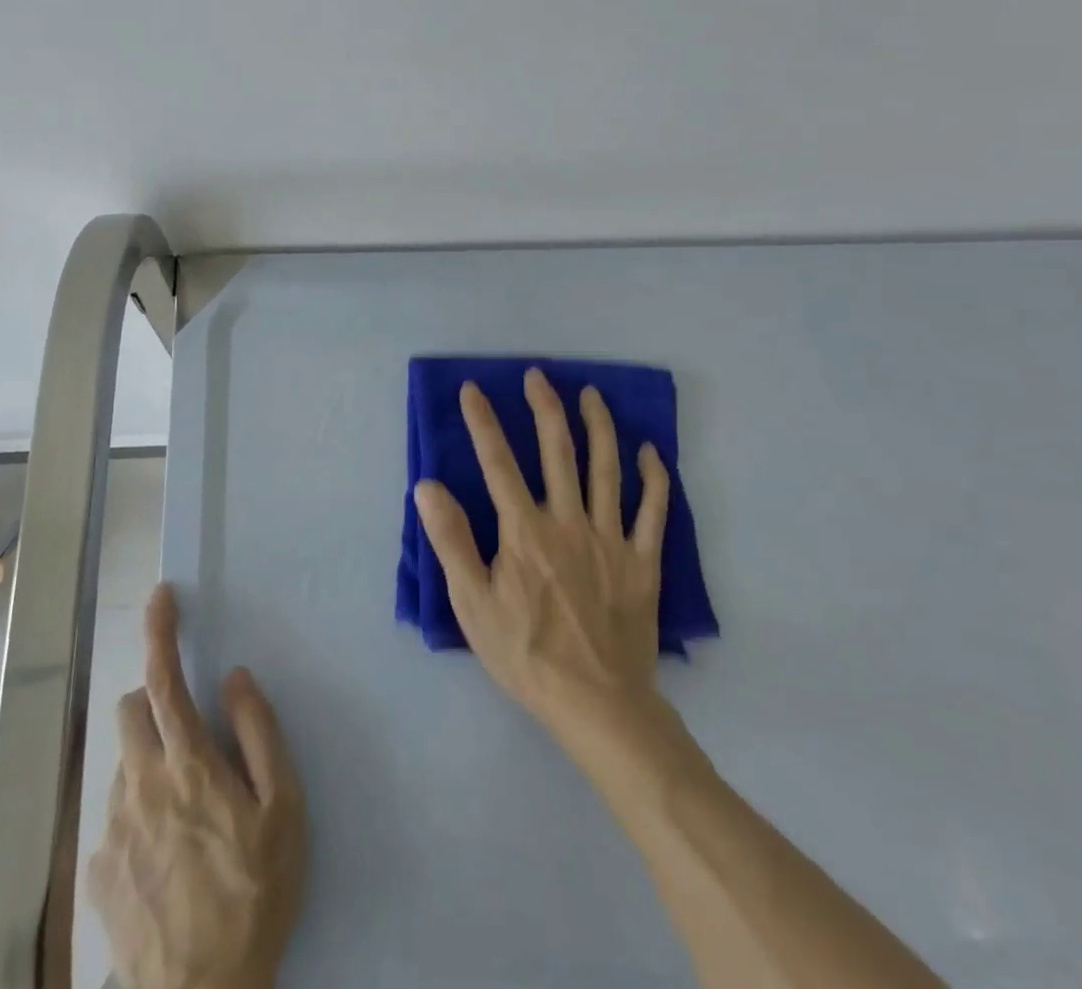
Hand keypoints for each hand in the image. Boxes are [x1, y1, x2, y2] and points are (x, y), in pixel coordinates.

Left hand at [88, 585, 305, 988]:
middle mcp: (141, 784)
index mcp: (189, 764)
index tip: (161, 596)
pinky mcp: (98, 869)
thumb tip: (235, 677)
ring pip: (123, 762)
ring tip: (186, 811)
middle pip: (129, 710)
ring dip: (149, 760)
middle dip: (153, 702)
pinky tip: (165, 855)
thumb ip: (259, 732)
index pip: (164, 679)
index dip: (161, 631)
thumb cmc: (256, 894)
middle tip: (189, 736)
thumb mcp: (284, 809)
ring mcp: (113, 828)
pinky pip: (114, 814)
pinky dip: (138, 810)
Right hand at [414, 370, 671, 739]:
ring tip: (591, 395)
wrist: (597, 705)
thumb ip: (451, 541)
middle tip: (539, 376)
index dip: (483, 422)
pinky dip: (653, 478)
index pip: (498, 462)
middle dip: (545, 408)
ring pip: (607, 469)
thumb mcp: (472, 604)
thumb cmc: (525, 654)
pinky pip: (653, 511)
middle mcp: (568, 522)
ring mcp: (611, 539)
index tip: (473, 390)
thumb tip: (428, 487)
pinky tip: (649, 452)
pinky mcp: (643, 561)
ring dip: (599, 426)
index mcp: (524, 531)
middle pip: (558, 451)